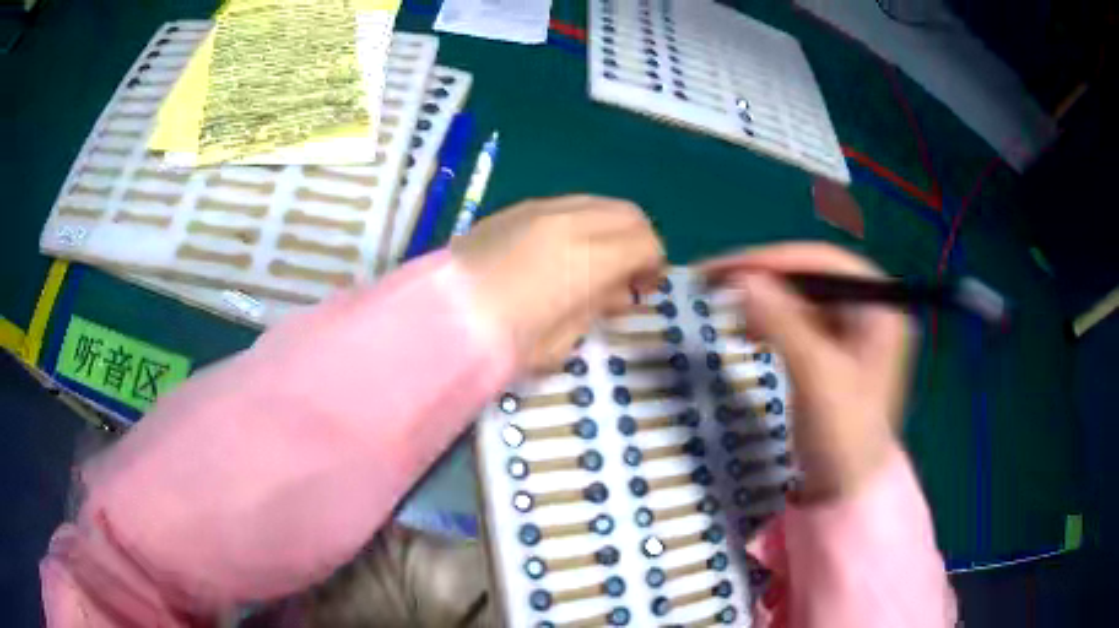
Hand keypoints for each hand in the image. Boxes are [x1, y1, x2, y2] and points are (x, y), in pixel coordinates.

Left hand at [453, 195, 664, 371]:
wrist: (437, 320)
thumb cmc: (503, 343)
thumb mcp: (562, 339)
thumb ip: (598, 307)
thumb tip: (618, 292)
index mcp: (588, 257)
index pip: (645, 242)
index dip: (654, 265)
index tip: (644, 288)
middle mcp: (569, 221)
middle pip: (628, 213)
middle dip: (639, 240)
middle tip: (628, 273)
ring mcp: (539, 209)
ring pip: (597, 203)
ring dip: (610, 228)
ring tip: (596, 261)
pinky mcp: (514, 210)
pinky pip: (565, 205)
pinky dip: (580, 222)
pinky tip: (562, 252)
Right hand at [701, 243, 912, 501]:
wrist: (847, 494)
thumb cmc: (844, 439)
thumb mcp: (816, 378)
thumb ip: (783, 324)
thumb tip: (743, 278)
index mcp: (882, 310)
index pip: (825, 263)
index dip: (774, 260)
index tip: (726, 269)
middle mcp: (871, 312)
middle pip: (813, 277)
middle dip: (766, 279)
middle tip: (717, 284)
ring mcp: (855, 333)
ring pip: (803, 298)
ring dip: (765, 298)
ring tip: (727, 306)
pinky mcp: (837, 353)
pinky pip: (800, 322)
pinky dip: (771, 321)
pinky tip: (749, 330)